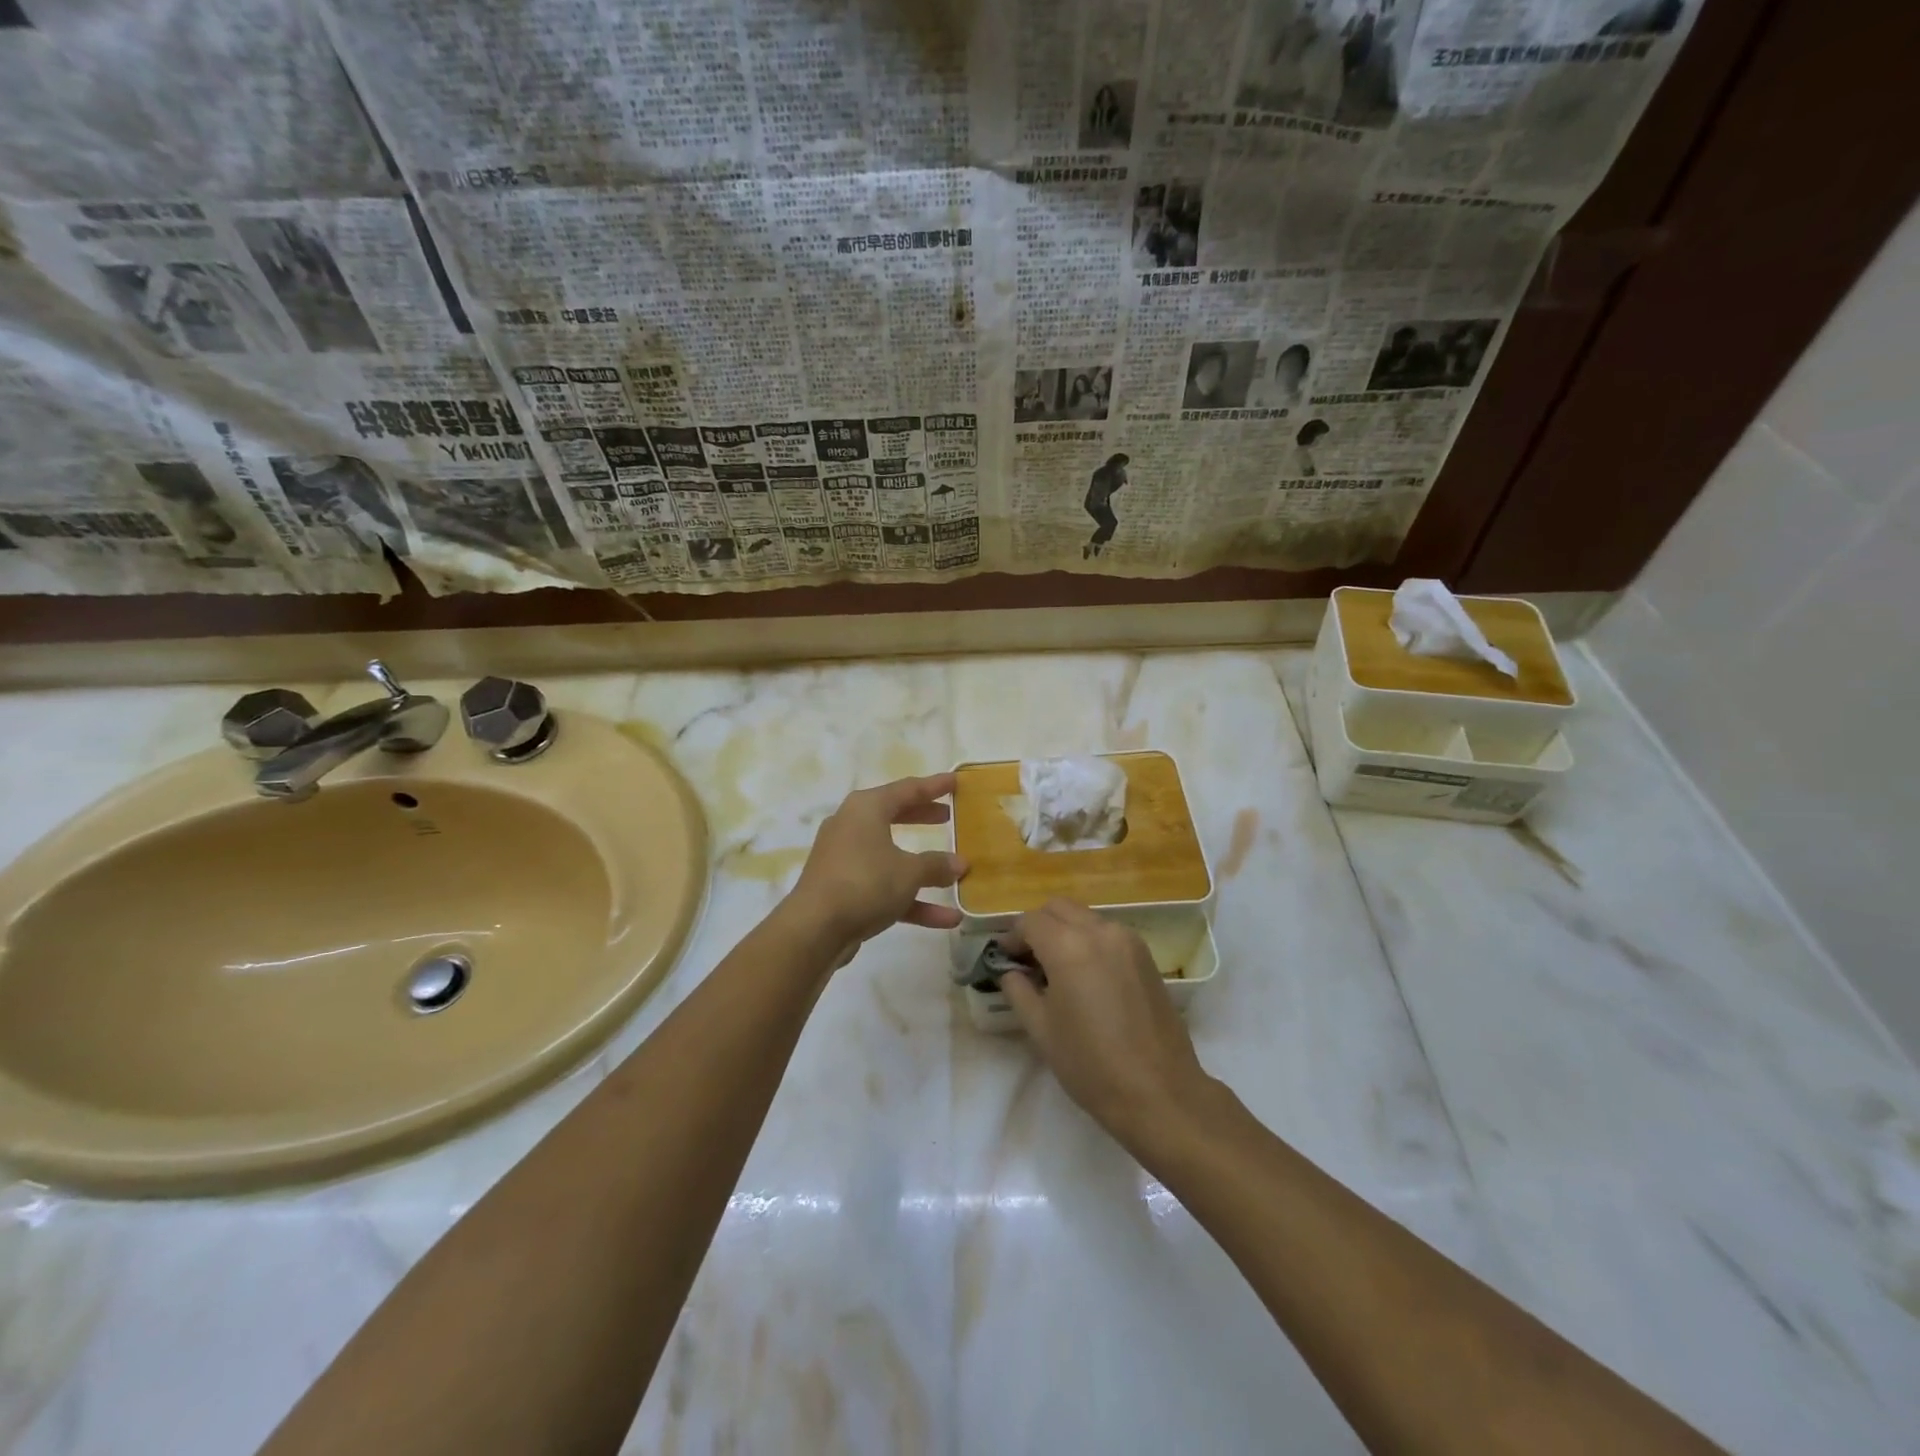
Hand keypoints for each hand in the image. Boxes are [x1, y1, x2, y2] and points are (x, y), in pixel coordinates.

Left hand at [788, 774, 966, 958]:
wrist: (814, 929)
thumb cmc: (865, 882)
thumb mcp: (909, 871)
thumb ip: (936, 865)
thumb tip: (959, 863)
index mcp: (866, 808)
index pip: (907, 789)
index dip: (934, 786)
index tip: (955, 781)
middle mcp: (852, 826)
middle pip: (895, 816)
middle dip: (922, 817)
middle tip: (948, 816)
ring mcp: (846, 859)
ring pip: (891, 856)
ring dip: (923, 868)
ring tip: (956, 872)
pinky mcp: (844, 890)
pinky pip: (884, 887)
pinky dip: (911, 898)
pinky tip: (946, 918)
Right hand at [999, 899, 1212, 1145]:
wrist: (1159, 1091)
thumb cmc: (1091, 1064)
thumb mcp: (1041, 1029)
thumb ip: (1018, 990)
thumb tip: (1010, 971)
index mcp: (1068, 946)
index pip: (1030, 921)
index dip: (1011, 936)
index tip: (1003, 957)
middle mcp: (1099, 931)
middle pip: (1058, 908)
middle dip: (1037, 925)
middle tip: (1027, 958)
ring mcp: (1127, 940)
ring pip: (1085, 917)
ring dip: (1064, 930)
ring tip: (1055, 967)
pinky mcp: (1146, 955)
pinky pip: (1107, 932)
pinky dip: (1088, 939)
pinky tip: (1085, 974)